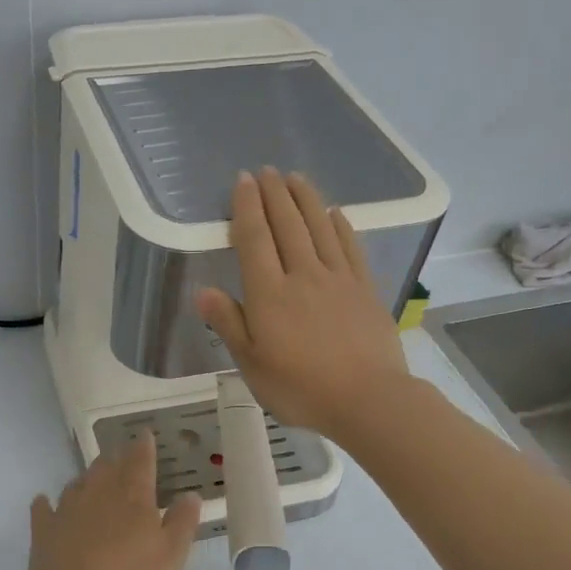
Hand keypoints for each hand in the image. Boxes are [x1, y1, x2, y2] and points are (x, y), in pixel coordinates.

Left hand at [26, 435, 201, 569]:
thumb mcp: (171, 555)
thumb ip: (182, 522)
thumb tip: (190, 495)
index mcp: (133, 495)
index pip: (140, 460)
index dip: (144, 446)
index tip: (145, 434)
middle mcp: (98, 492)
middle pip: (107, 465)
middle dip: (116, 458)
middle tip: (121, 456)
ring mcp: (67, 508)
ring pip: (78, 482)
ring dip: (87, 478)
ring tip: (93, 480)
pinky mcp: (44, 528)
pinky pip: (43, 508)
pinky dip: (46, 503)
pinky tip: (45, 503)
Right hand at [196, 167, 408, 439]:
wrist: (367, 399)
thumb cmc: (300, 388)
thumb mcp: (252, 364)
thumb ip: (229, 324)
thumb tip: (203, 291)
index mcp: (269, 294)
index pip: (255, 239)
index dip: (247, 207)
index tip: (242, 181)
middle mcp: (302, 275)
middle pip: (287, 224)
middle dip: (274, 194)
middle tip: (266, 170)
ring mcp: (337, 279)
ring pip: (319, 227)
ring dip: (305, 199)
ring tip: (295, 177)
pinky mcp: (364, 288)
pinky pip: (349, 246)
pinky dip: (340, 225)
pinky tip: (335, 213)